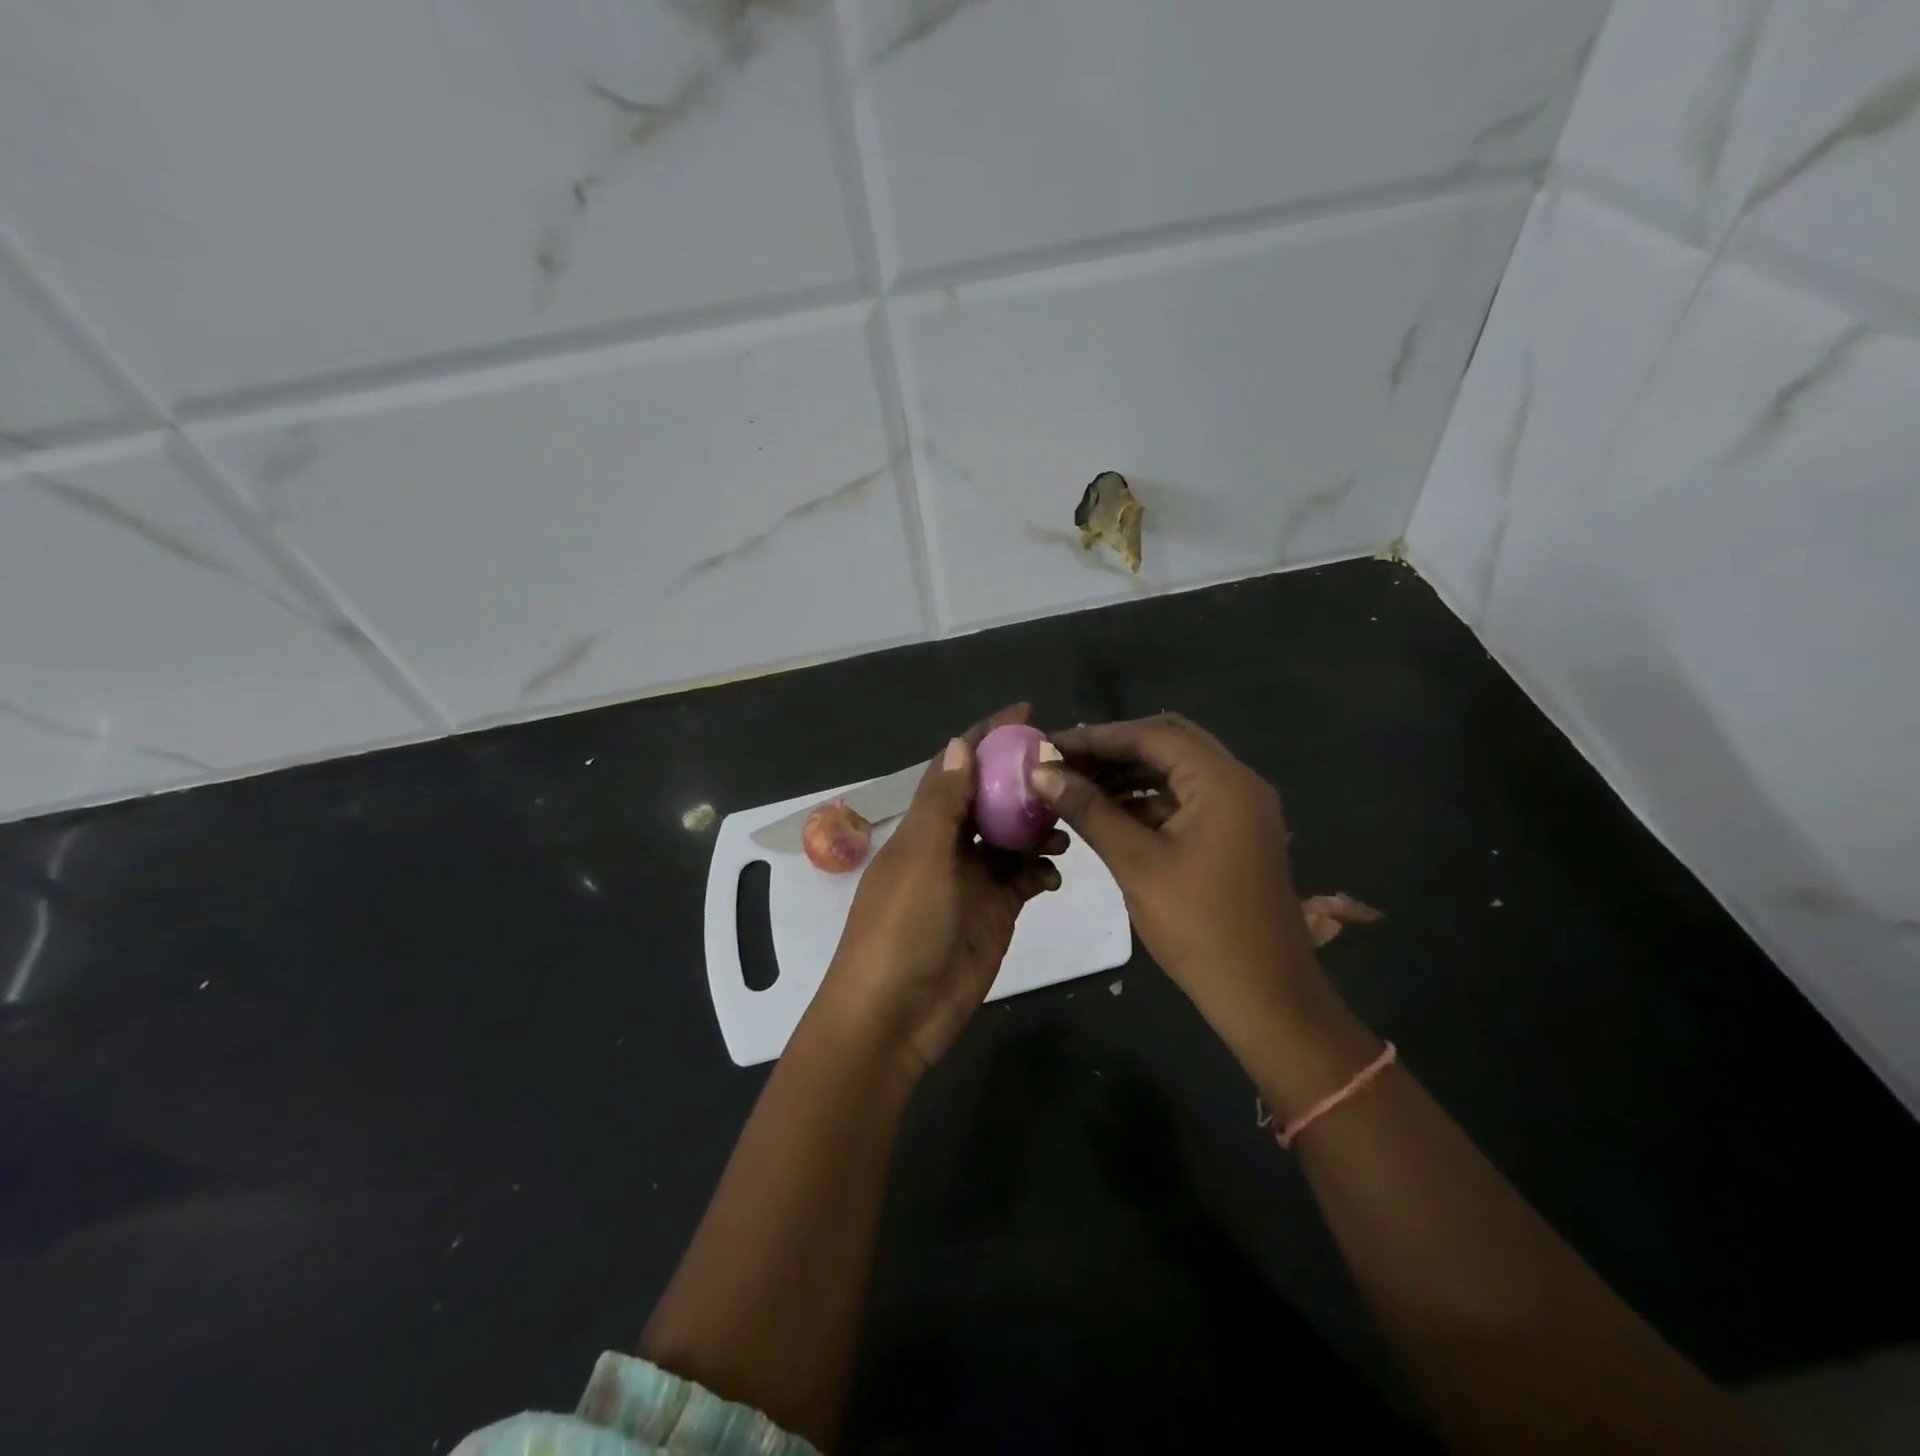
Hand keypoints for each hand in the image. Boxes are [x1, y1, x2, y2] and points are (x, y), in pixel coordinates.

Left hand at [814, 705, 1064, 1077]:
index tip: (1027, 714)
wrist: (895, 1016)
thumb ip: (942, 803)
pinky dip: (1041, 870)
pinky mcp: (995, 912)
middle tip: (1069, 770)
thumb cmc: (901, 929)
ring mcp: (973, 879)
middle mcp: (949, 845)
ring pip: (1012, 837)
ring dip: (1038, 827)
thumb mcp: (921, 859)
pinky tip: (1056, 872)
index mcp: (925, 825)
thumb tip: (960, 744)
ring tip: (1069, 825)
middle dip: (1024, 781)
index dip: (987, 737)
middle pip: (991, 799)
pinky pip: (1024, 879)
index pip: (958, 767)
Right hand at [1033, 713, 1331, 1033]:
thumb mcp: (1137, 863)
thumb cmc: (1199, 926)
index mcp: (1221, 781)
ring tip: (1076, 785)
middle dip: (1113, 750)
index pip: (1152, 735)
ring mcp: (1240, 809)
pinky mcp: (1235, 834)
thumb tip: (1041, 773)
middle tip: (1064, 762)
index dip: (1097, 738)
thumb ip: (1089, 811)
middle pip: (1167, 744)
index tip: (1050, 748)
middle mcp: (1237, 782)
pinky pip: (1186, 799)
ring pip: (1176, 771)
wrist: (1265, 995)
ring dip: (1128, 774)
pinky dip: (1147, 800)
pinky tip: (1108, 813)